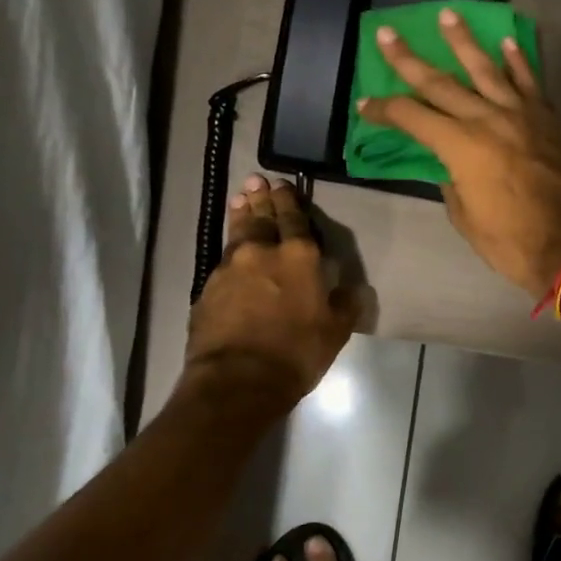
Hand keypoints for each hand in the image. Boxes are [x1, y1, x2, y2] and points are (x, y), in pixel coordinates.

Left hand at [185, 175, 358, 403]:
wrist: (238, 379)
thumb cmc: (296, 353)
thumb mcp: (335, 332)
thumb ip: (345, 305)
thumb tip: (353, 289)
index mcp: (299, 256)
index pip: (294, 218)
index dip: (289, 200)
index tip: (282, 184)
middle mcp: (262, 252)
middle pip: (261, 217)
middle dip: (261, 198)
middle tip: (256, 180)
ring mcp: (230, 267)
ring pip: (237, 233)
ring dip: (240, 214)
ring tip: (240, 199)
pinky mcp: (208, 287)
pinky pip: (222, 260)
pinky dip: (229, 250)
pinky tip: (230, 251)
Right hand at [356, 11, 560, 294]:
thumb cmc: (511, 242)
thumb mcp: (465, 218)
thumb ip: (452, 182)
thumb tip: (450, 165)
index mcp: (461, 146)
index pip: (412, 117)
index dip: (384, 110)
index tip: (365, 104)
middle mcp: (488, 119)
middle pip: (441, 83)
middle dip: (409, 60)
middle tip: (388, 34)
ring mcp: (521, 114)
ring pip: (487, 68)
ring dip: (464, 41)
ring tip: (448, 15)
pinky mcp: (547, 119)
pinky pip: (530, 82)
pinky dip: (518, 60)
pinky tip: (507, 40)